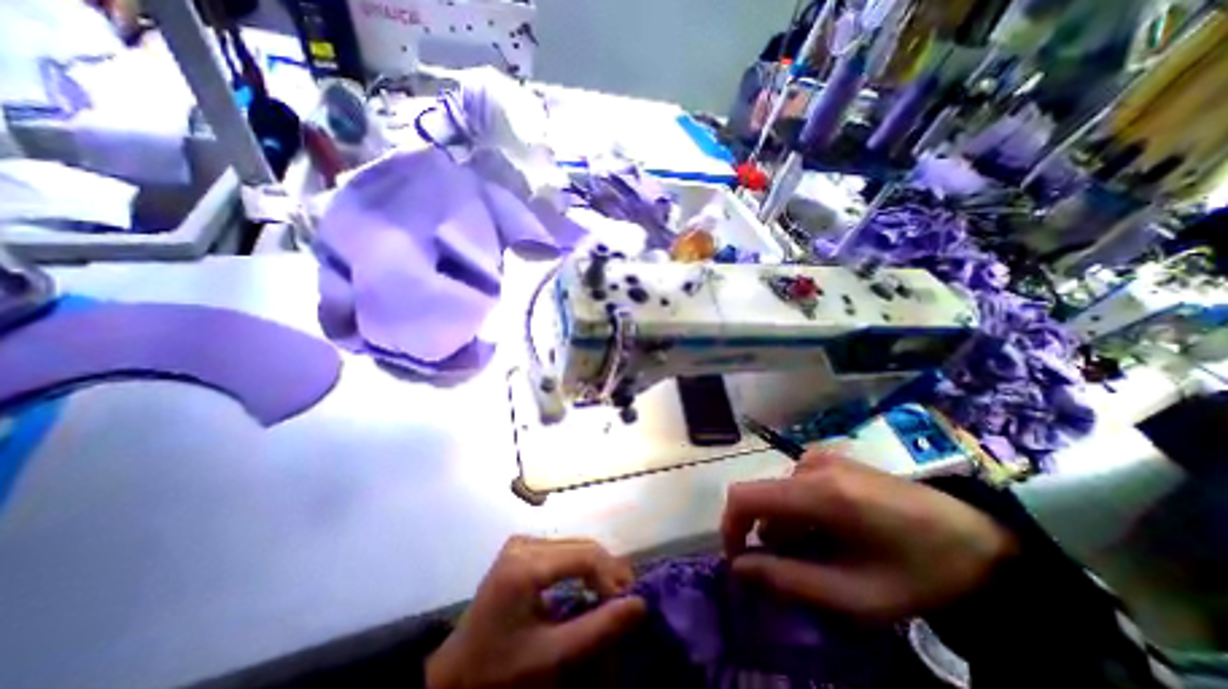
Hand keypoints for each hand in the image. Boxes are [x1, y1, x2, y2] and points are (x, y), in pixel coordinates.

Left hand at [428, 538, 645, 688]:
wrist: (453, 677)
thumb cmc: (499, 671)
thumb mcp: (550, 657)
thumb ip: (596, 630)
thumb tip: (639, 604)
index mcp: (526, 563)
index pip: (585, 555)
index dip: (612, 577)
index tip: (627, 605)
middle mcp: (525, 543)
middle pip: (582, 546)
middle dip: (608, 572)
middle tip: (625, 600)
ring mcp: (521, 543)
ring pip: (575, 546)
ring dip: (597, 569)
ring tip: (611, 595)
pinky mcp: (521, 549)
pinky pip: (562, 551)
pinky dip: (581, 567)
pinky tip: (589, 586)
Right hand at [723, 450, 1016, 620]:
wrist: (982, 541)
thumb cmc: (920, 573)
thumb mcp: (855, 594)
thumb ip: (788, 580)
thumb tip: (739, 568)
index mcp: (817, 491)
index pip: (744, 496)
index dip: (730, 527)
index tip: (740, 561)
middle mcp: (812, 464)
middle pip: (763, 497)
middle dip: (767, 535)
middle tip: (796, 571)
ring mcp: (823, 457)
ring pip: (779, 493)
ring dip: (787, 525)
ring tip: (823, 554)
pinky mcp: (834, 459)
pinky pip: (796, 484)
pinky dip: (800, 511)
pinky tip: (832, 530)